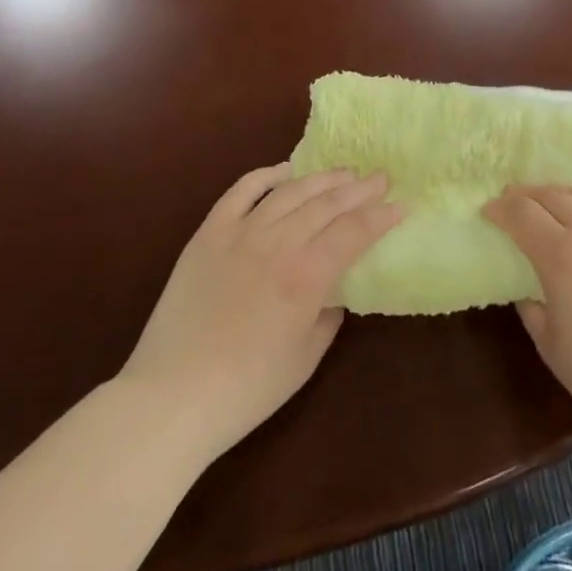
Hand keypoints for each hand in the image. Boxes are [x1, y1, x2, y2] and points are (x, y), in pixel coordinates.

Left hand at [117, 164, 400, 465]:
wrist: (170, 399)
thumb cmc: (246, 390)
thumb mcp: (304, 360)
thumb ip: (328, 316)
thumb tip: (334, 292)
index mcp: (306, 275)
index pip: (354, 231)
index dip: (381, 216)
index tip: (401, 205)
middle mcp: (277, 243)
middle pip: (327, 203)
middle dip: (360, 188)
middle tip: (380, 178)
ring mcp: (240, 233)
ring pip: (291, 191)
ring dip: (322, 178)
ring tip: (343, 172)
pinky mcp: (208, 234)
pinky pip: (241, 192)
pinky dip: (266, 176)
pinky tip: (285, 171)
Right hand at [483, 186, 571, 438]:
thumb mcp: (550, 344)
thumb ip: (532, 307)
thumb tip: (528, 289)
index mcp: (560, 254)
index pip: (521, 214)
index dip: (501, 208)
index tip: (490, 209)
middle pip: (553, 195)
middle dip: (528, 195)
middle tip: (516, 201)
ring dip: (566, 196)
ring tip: (557, 204)